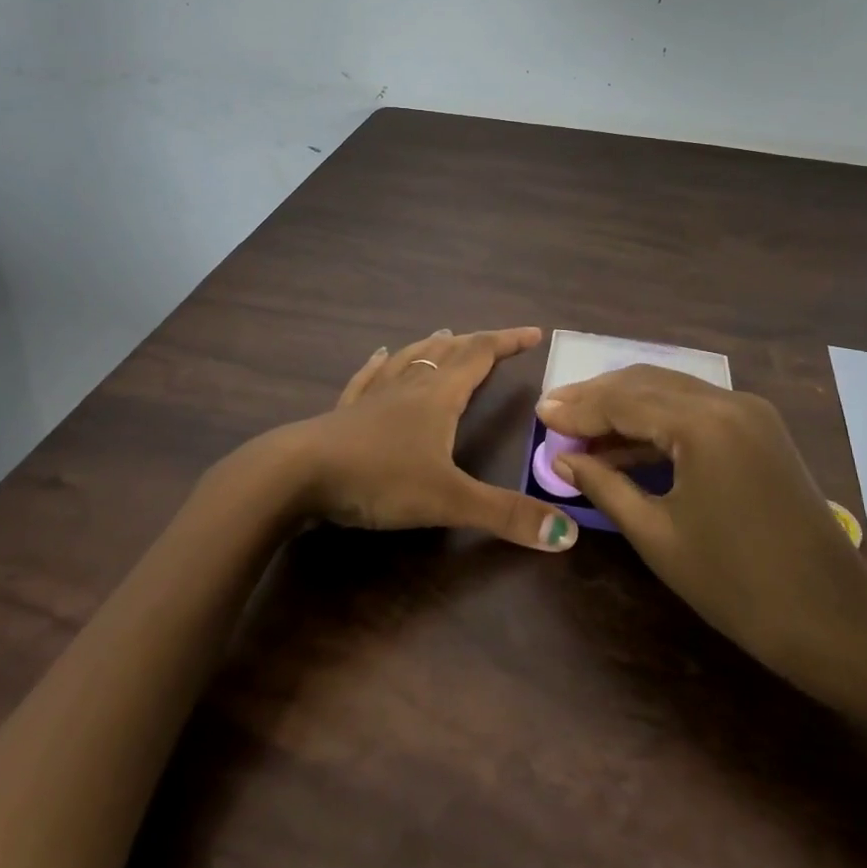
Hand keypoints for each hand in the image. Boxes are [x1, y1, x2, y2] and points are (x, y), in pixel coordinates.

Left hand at [274, 327, 580, 551]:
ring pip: (410, 359)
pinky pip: (368, 377)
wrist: (299, 474)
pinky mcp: (346, 411)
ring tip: (445, 332)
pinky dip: (380, 364)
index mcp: (438, 397)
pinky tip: (380, 355)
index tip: (533, 332)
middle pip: (448, 353)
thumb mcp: (448, 500)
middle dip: (475, 344)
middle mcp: (409, 386)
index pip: (480, 357)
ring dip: (432, 346)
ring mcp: (374, 395)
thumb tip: (566, 535)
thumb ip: (505, 516)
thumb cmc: (379, 478)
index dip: (507, 343)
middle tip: (494, 339)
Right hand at [538, 366, 866, 697]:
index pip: (624, 400)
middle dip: (598, 398)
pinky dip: (658, 420)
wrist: (834, 621)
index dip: (578, 408)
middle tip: (556, 413)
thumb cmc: (738, 586)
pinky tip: (628, 442)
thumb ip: (605, 486)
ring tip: (583, 427)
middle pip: (646, 383)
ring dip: (626, 406)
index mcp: (703, 423)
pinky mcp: (760, 428)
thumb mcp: (658, 536)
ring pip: (671, 390)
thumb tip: (563, 458)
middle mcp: (728, 401)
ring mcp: (749, 411)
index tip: (539, 412)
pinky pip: (696, 409)